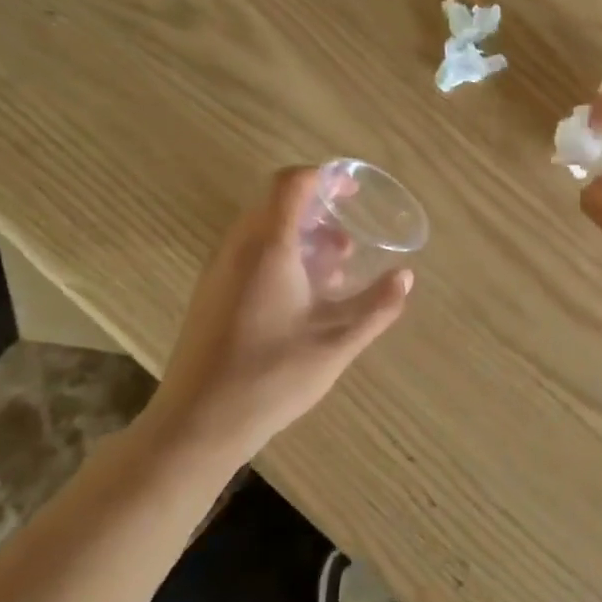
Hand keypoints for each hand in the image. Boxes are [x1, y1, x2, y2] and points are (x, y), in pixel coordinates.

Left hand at [144, 168, 412, 462]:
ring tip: (334, 272)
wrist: (196, 425)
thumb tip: (406, 277)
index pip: (291, 183)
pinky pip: (249, 254)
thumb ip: (376, 306)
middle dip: (318, 212)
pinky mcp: (211, 295)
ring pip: (262, 231)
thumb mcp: (336, 343)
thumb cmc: (270, 377)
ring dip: (300, 238)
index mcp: (268, 248)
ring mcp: (219, 272)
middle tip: (349, 241)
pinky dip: (281, 257)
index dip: (323, 176)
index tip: (353, 190)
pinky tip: (303, 299)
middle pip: (276, 204)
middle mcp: (238, 249)